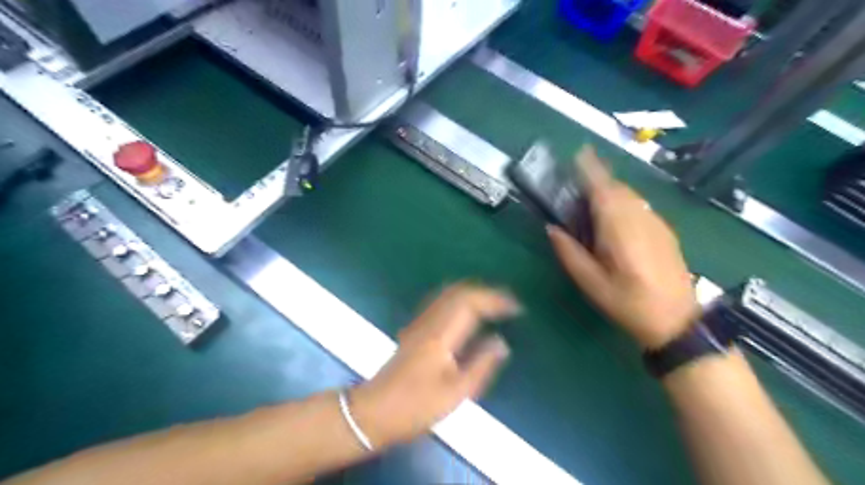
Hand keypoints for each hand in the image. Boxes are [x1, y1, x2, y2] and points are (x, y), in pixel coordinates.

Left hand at [349, 285, 515, 447]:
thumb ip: (481, 364)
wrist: (374, 412)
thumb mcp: (455, 392)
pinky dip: (459, 299)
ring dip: (473, 293)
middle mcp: (429, 321)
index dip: (496, 300)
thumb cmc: (415, 406)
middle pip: (459, 291)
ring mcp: (419, 323)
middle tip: (508, 303)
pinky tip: (467, 312)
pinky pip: (441, 302)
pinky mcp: (414, 330)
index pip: (471, 302)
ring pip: (448, 294)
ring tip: (494, 304)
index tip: (517, 308)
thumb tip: (502, 343)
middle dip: (487, 292)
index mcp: (441, 334)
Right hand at [551, 143, 697, 348]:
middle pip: (618, 188)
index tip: (579, 152)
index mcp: (619, 230)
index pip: (603, 189)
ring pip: (631, 196)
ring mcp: (657, 223)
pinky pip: (640, 206)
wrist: (678, 322)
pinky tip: (616, 217)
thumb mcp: (591, 284)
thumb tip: (552, 228)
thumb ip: (570, 253)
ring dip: (611, 189)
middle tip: (578, 179)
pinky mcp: (665, 231)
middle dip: (599, 178)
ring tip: (593, 197)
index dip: (591, 169)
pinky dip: (624, 202)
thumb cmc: (629, 304)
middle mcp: (640, 219)